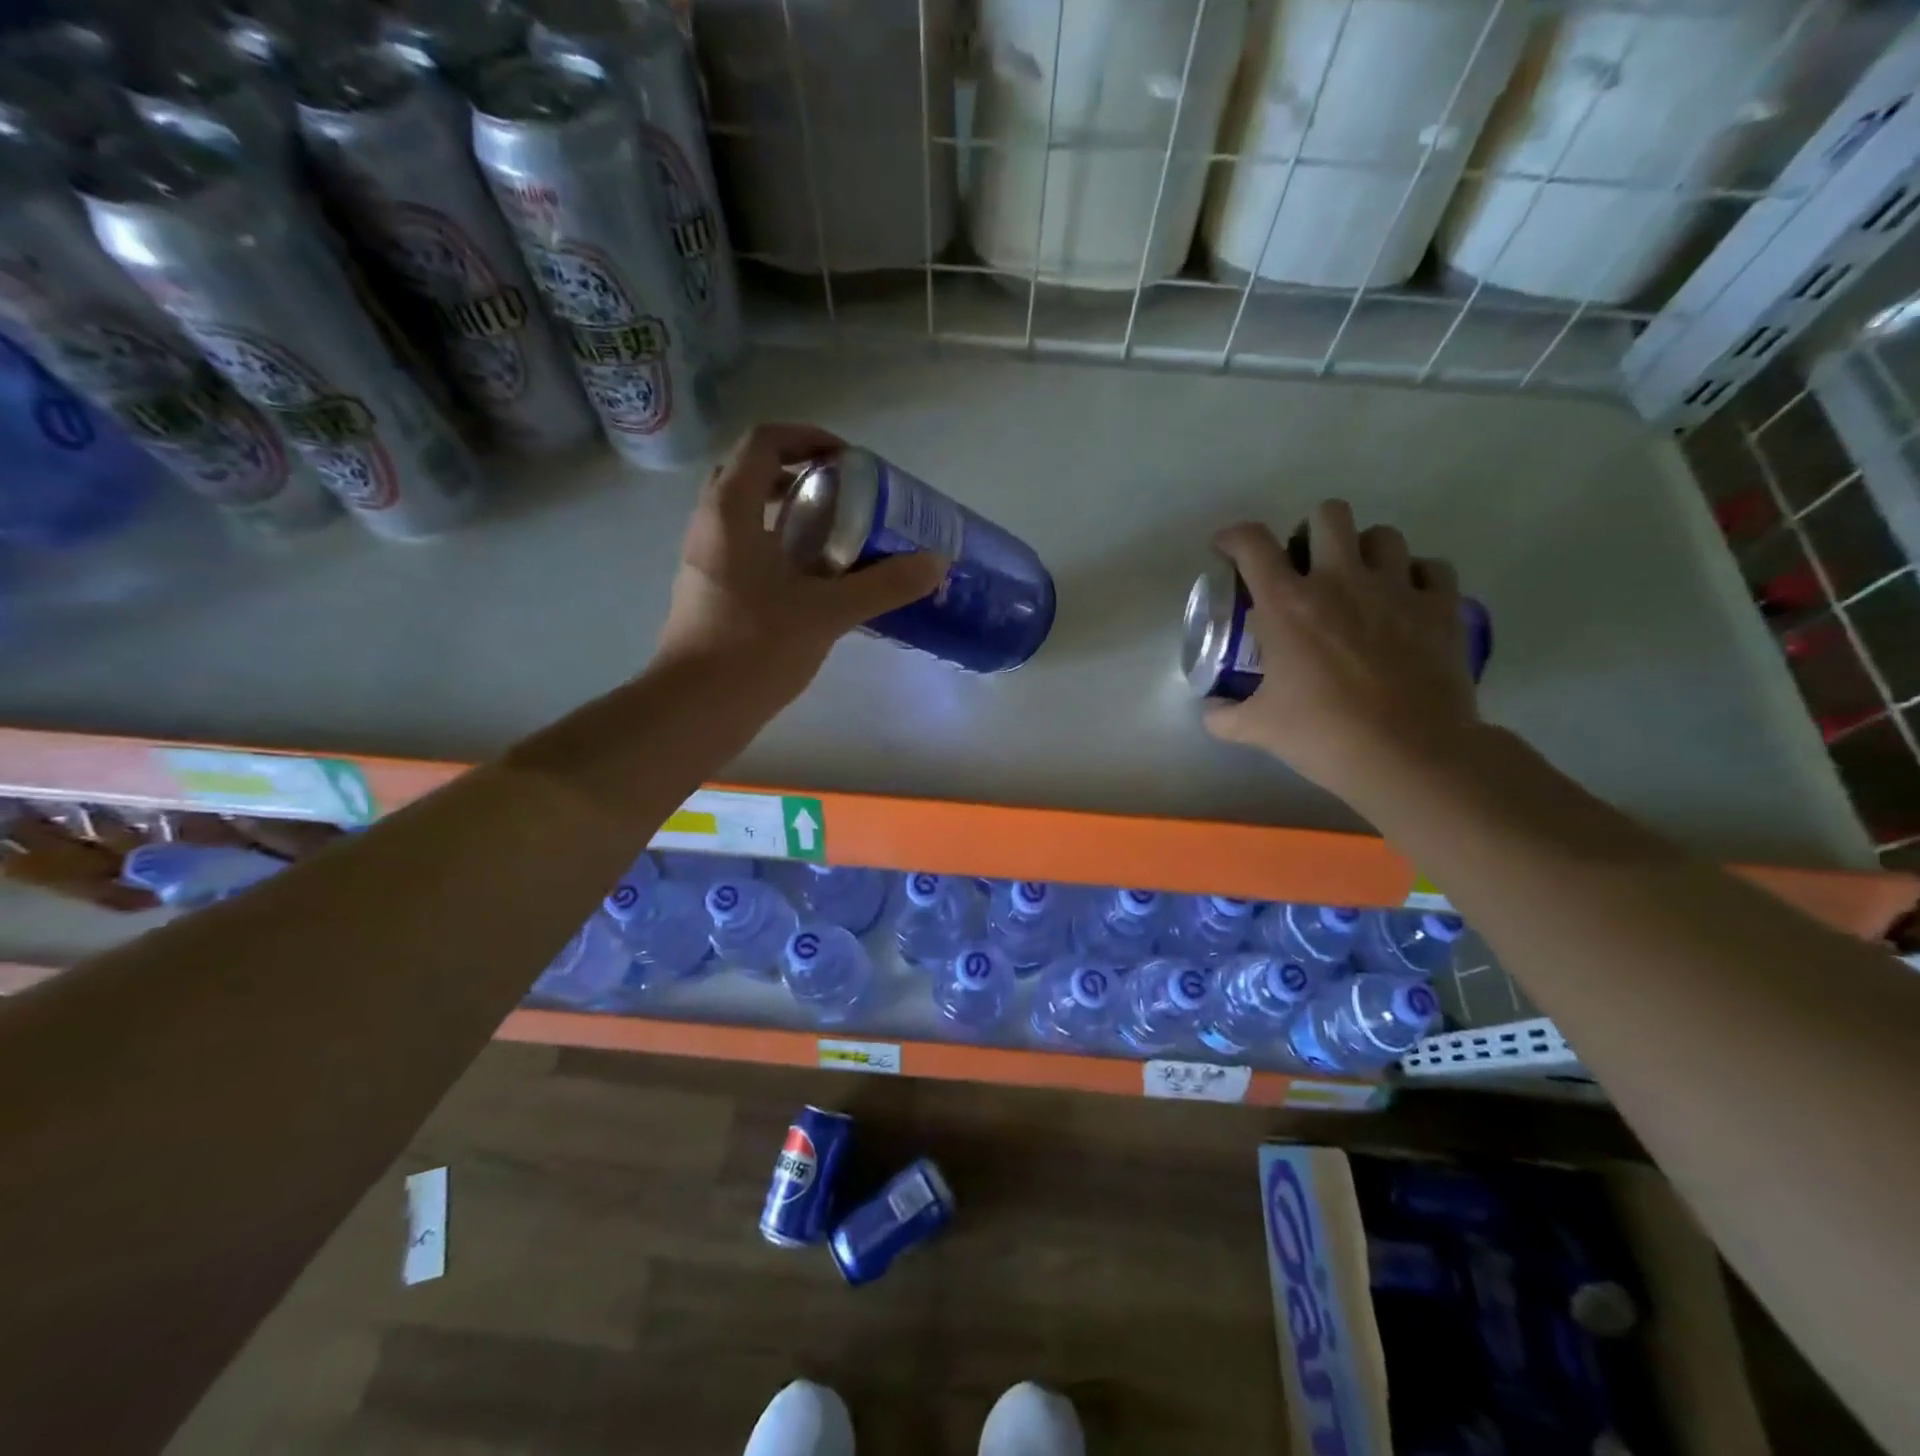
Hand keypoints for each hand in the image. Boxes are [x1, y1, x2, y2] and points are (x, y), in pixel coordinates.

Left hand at [656, 423, 945, 702]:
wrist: (696, 709)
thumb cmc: (755, 648)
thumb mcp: (827, 613)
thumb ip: (883, 585)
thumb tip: (935, 563)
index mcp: (731, 511)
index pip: (763, 442)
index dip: (808, 437)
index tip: (849, 461)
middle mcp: (711, 525)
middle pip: (751, 472)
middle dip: (799, 472)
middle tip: (844, 494)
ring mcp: (706, 560)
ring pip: (747, 513)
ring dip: (790, 512)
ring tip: (837, 536)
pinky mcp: (710, 591)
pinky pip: (746, 548)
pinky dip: (780, 546)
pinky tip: (816, 580)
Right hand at [1203, 502, 1479, 803]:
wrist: (1408, 755)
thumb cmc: (1323, 735)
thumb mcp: (1258, 728)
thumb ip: (1224, 714)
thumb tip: (1211, 708)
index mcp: (1287, 604)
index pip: (1252, 543)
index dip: (1233, 537)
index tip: (1227, 550)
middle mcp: (1341, 581)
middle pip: (1328, 514)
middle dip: (1310, 530)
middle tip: (1304, 564)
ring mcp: (1397, 589)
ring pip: (1383, 534)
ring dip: (1364, 550)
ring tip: (1357, 579)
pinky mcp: (1441, 607)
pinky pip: (1432, 567)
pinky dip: (1416, 576)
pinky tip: (1404, 599)